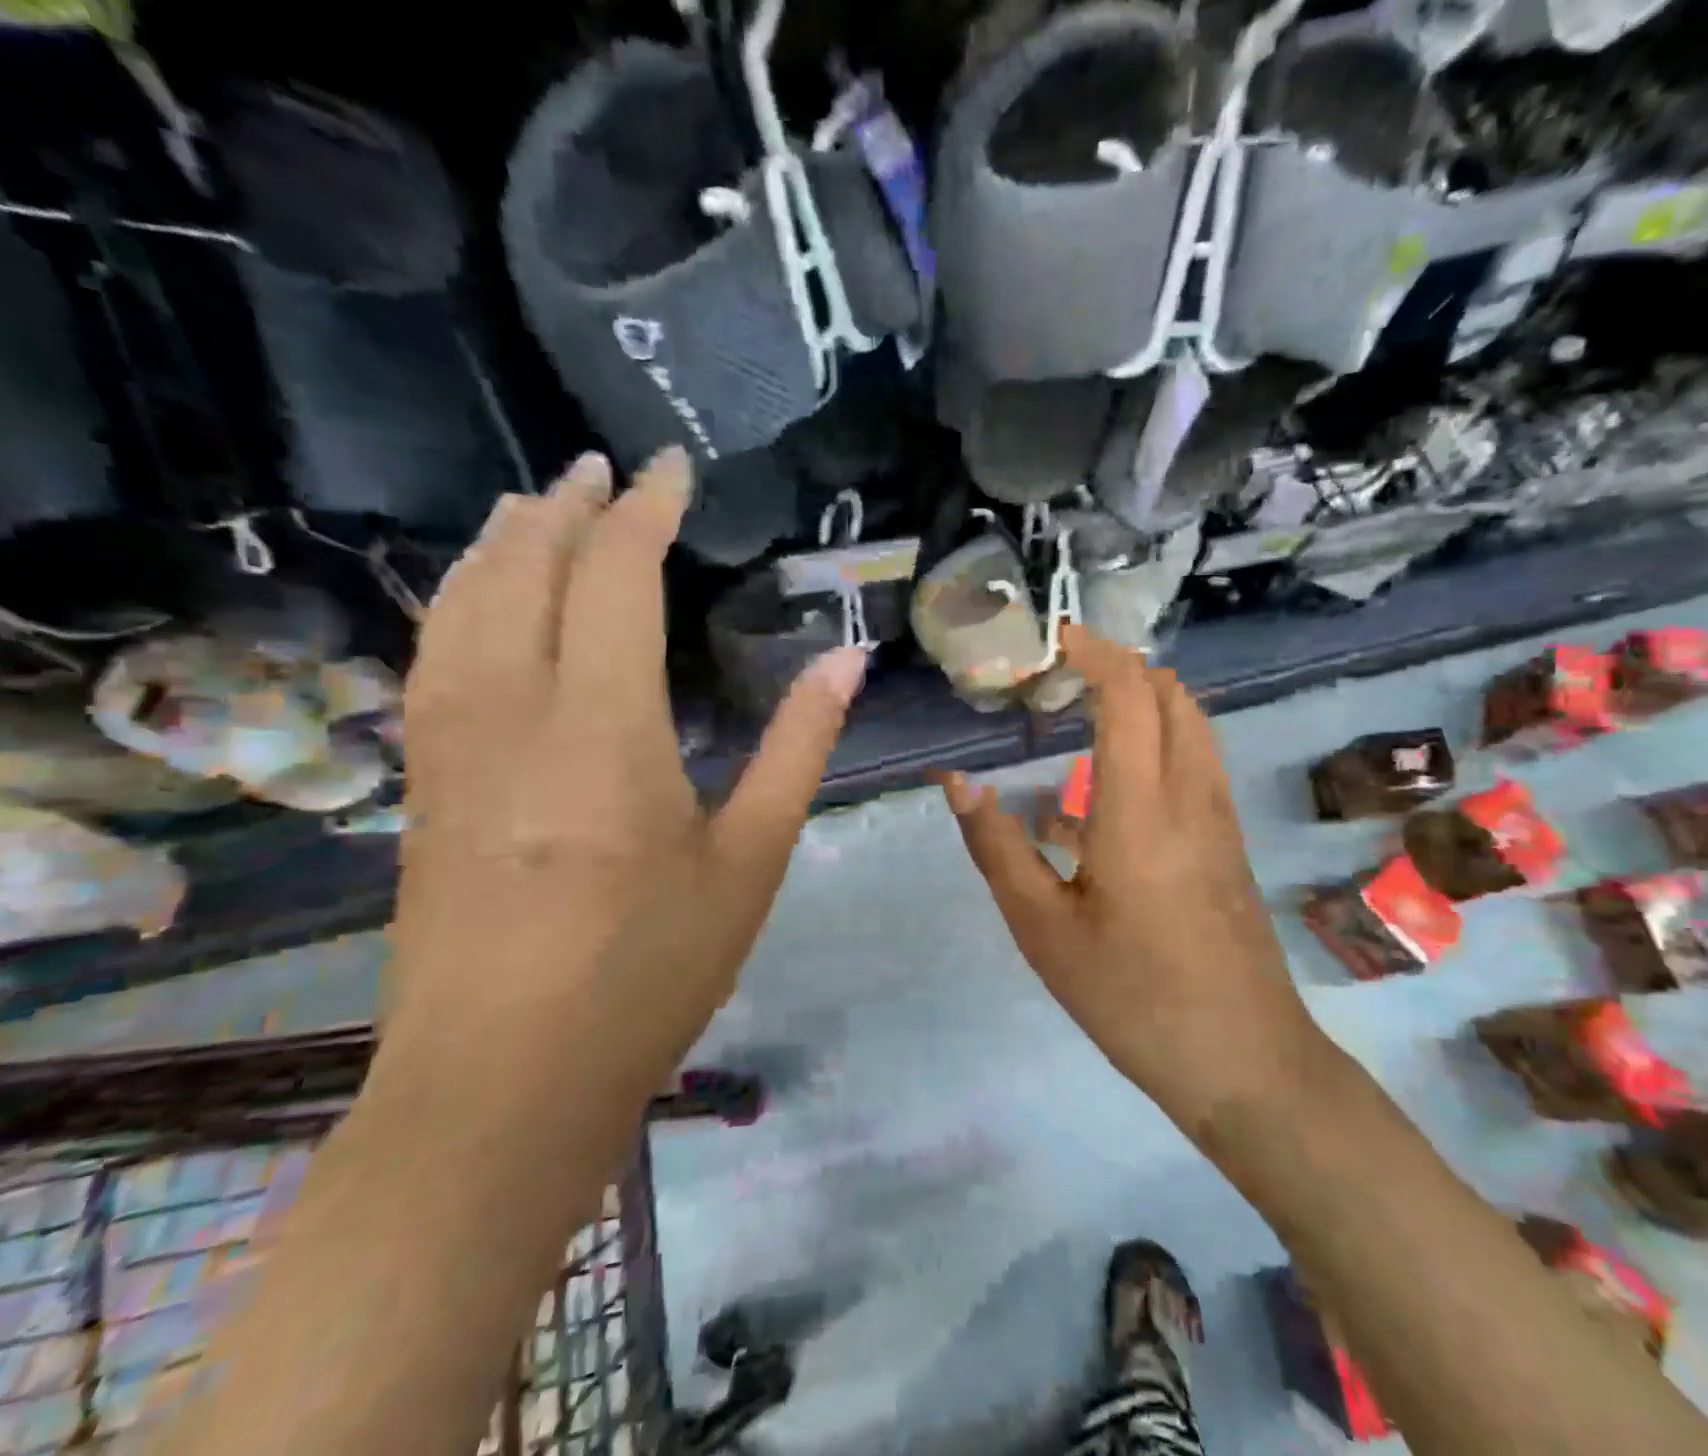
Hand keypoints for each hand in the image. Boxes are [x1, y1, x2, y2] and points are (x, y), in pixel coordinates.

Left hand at [389, 449, 867, 1105]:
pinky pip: (434, 656)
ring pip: (463, 606)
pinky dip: (460, 601)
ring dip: (502, 542)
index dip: (645, 510)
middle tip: (604, 470)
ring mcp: (450, 747)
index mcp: (603, 732)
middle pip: (527, 572)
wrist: (502, 1085)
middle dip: (568, 508)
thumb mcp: (750, 861)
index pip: (616, 578)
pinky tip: (475, 599)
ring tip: (534, 504)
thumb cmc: (649, 973)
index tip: (672, 468)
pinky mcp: (422, 783)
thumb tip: (846, 663)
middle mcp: (512, 715)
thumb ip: (799, 749)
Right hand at [939, 628, 1321, 1137]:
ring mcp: (1219, 817)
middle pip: (1170, 694)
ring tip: (1084, 707)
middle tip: (1060, 672)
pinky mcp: (1229, 841)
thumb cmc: (1132, 997)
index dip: (1094, 653)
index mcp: (1141, 808)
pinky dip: (1160, 735)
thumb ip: (996, 847)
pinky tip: (1112, 777)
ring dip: (1145, 696)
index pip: (1129, 694)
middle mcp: (1190, 795)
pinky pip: (1197, 759)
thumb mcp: (1043, 929)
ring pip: (1192, 723)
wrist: (1243, 1061)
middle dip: (1119, 665)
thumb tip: (957, 782)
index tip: (1053, 638)